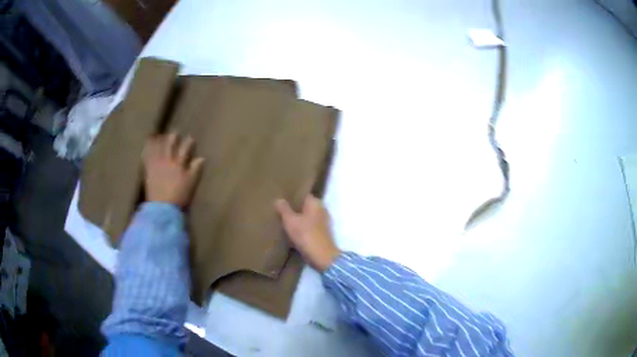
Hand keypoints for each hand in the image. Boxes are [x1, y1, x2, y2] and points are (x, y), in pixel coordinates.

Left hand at [142, 132, 204, 207]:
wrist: (162, 207)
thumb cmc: (179, 196)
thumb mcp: (191, 183)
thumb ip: (196, 169)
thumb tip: (202, 158)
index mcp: (179, 163)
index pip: (185, 148)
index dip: (189, 142)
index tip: (191, 139)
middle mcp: (168, 159)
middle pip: (171, 143)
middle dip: (174, 137)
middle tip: (175, 133)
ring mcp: (157, 163)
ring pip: (158, 146)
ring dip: (160, 140)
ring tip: (160, 135)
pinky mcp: (149, 169)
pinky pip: (147, 155)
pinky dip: (148, 148)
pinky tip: (147, 144)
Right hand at [274, 195, 340, 271]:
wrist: (322, 256)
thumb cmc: (306, 235)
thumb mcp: (290, 221)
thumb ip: (284, 209)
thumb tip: (279, 199)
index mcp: (315, 202)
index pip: (303, 195)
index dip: (293, 197)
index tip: (282, 199)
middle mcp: (322, 209)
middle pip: (305, 206)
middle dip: (295, 209)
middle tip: (280, 211)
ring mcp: (324, 222)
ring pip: (308, 217)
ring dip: (299, 220)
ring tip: (285, 222)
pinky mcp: (323, 234)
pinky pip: (310, 228)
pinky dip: (303, 229)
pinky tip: (293, 233)